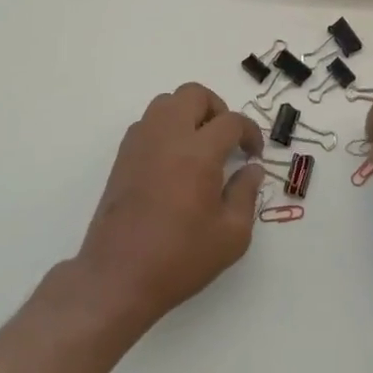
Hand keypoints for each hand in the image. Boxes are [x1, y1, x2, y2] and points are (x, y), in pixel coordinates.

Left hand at [74, 84, 265, 327]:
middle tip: (227, 139)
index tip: (254, 153)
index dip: (250, 132)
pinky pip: (147, 123)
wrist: (117, 278)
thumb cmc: (180, 259)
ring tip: (200, 145)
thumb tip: (251, 169)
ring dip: (188, 113)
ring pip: (166, 102)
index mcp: (198, 153)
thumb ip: (246, 194)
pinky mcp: (122, 157)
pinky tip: (174, 160)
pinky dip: (166, 128)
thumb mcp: (231, 236)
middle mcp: (167, 137)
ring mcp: (140, 144)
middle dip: (217, 109)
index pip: (231, 121)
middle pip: (193, 94)